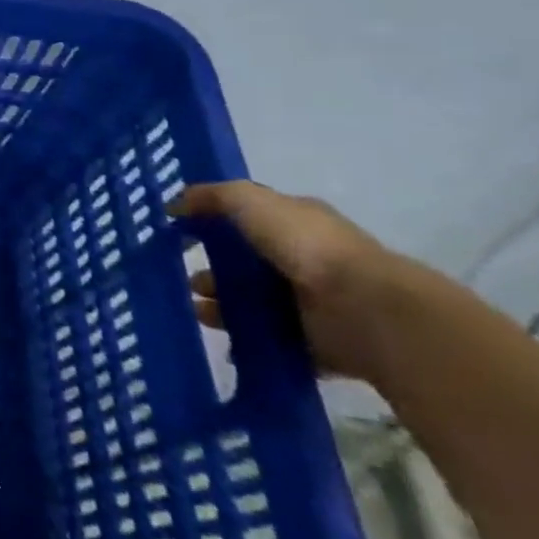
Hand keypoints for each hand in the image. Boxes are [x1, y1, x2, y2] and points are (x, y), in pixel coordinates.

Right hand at [171, 181, 419, 380]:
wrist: (364, 309)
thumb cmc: (306, 245)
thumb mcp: (249, 200)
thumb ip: (211, 196)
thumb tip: (174, 204)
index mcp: (297, 224)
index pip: (249, 220)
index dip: (213, 224)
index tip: (179, 234)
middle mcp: (305, 261)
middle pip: (246, 266)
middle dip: (211, 274)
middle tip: (186, 282)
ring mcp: (312, 304)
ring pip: (253, 304)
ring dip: (221, 308)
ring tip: (197, 311)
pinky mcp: (315, 342)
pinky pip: (271, 340)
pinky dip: (246, 341)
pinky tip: (222, 341)